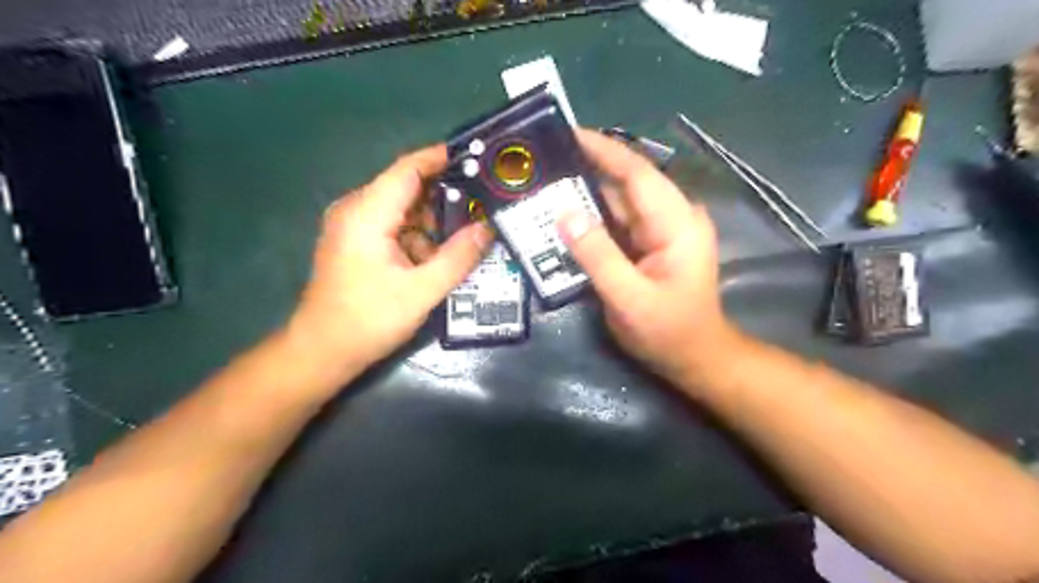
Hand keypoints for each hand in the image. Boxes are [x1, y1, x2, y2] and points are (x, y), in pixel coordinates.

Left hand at [284, 144, 490, 374]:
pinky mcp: (356, 242)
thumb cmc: (369, 320)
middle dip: (444, 195)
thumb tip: (487, 229)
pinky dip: (417, 235)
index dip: (441, 158)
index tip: (474, 157)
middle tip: (481, 206)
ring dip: (432, 221)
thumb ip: (458, 257)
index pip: (408, 169)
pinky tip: (436, 257)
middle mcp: (356, 210)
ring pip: (402, 209)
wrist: (323, 351)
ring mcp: (353, 226)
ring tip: (465, 236)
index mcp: (367, 214)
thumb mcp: (422, 291)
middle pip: (406, 187)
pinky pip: (393, 226)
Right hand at [566, 127, 732, 386]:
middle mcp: (672, 217)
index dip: (603, 150)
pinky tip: (564, 213)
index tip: (567, 133)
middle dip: (587, 167)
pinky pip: (617, 221)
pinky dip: (592, 215)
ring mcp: (661, 230)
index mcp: (676, 223)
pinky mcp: (649, 243)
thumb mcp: (629, 299)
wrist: (695, 358)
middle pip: (626, 182)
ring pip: (619, 201)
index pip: (637, 173)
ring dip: (585, 191)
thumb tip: (564, 213)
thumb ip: (597, 255)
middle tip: (545, 160)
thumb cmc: (668, 332)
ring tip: (546, 181)